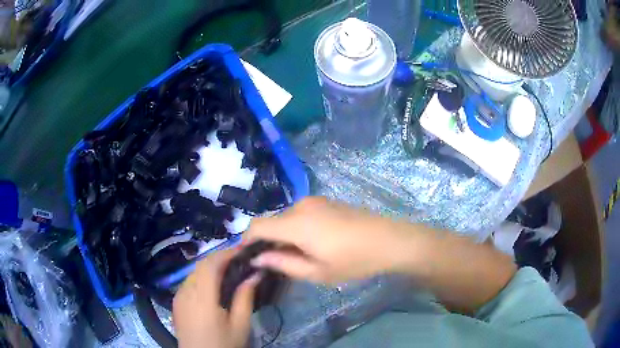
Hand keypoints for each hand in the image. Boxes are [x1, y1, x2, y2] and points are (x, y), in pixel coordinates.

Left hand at [173, 249, 259, 347]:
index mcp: (202, 299)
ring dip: (210, 266)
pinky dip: (202, 276)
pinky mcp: (176, 301)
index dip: (225, 253)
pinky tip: (213, 284)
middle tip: (239, 258)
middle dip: (219, 257)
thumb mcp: (240, 326)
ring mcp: (178, 296)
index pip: (210, 265)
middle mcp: (186, 292)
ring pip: (193, 271)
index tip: (243, 249)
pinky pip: (189, 281)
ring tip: (229, 269)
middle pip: (200, 265)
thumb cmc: (222, 344)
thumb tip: (255, 274)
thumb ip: (245, 298)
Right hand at [246, 197, 417, 284]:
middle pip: (271, 221)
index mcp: (296, 223)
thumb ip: (283, 263)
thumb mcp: (317, 272)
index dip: (246, 240)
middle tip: (275, 263)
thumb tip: (258, 258)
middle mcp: (300, 206)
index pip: (257, 226)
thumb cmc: (354, 261)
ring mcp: (314, 201)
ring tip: (296, 256)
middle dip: (266, 240)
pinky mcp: (325, 202)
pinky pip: (299, 214)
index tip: (248, 256)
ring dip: (282, 235)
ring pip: (285, 218)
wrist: (389, 240)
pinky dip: (295, 228)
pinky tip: (311, 243)